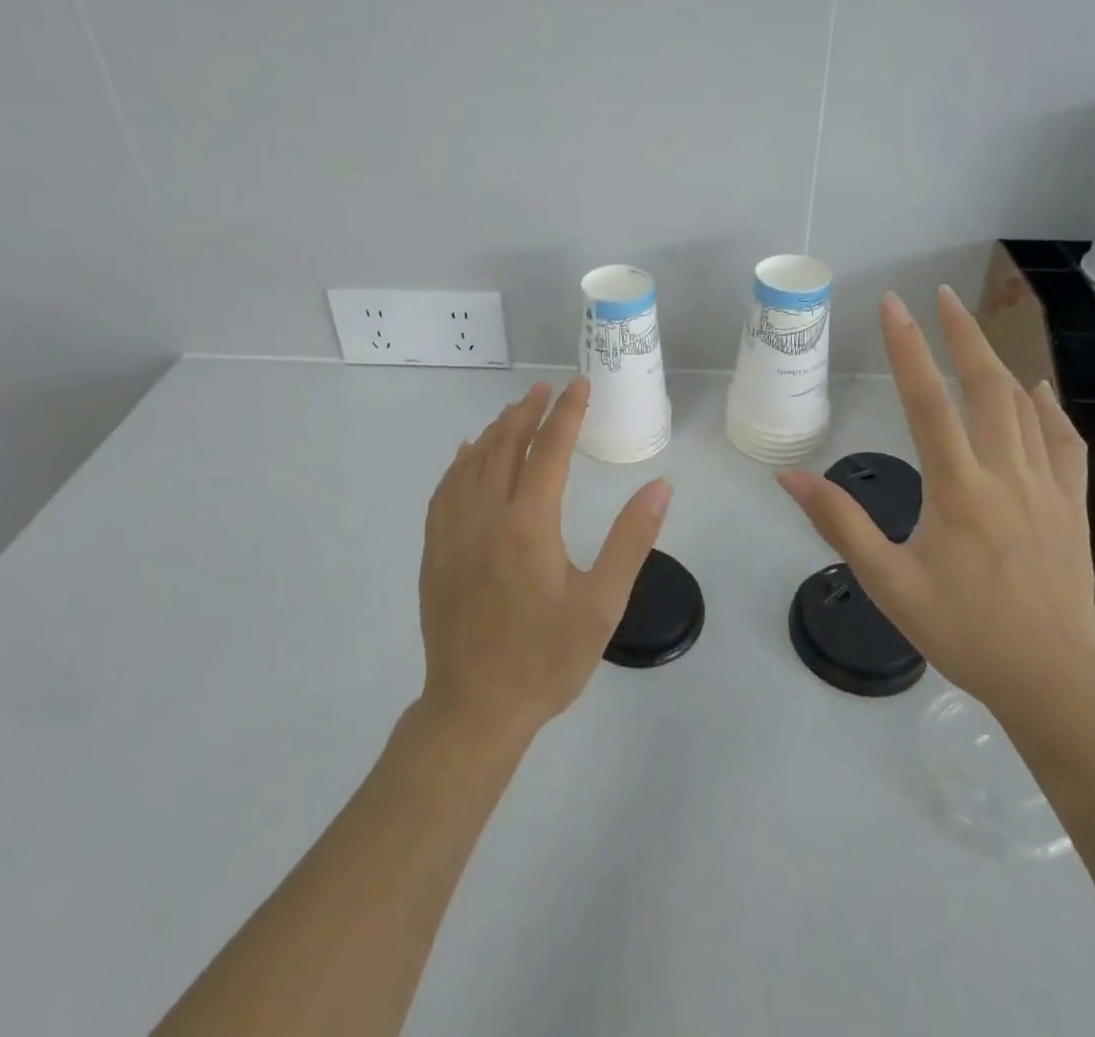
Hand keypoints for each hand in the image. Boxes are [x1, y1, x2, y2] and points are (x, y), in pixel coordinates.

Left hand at [419, 377, 672, 741]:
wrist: (475, 708)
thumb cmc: (546, 660)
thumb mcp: (602, 604)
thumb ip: (631, 540)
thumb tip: (660, 485)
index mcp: (529, 525)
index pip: (550, 450)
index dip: (567, 413)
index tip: (580, 385)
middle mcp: (486, 516)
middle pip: (505, 446)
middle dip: (528, 412)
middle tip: (547, 389)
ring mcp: (453, 533)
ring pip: (472, 462)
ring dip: (495, 431)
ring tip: (514, 411)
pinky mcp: (435, 551)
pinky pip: (445, 490)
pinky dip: (459, 463)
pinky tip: (466, 454)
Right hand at [778, 287, 1094, 727]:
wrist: (1053, 681)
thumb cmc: (962, 631)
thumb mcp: (888, 583)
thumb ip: (840, 524)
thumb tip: (790, 476)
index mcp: (959, 490)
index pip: (928, 402)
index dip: (908, 348)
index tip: (894, 305)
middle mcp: (1006, 476)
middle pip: (986, 388)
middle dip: (962, 335)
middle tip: (941, 295)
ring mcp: (1047, 488)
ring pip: (1024, 408)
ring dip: (997, 361)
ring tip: (974, 328)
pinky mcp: (1071, 507)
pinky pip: (1063, 443)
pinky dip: (1048, 409)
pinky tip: (1037, 390)